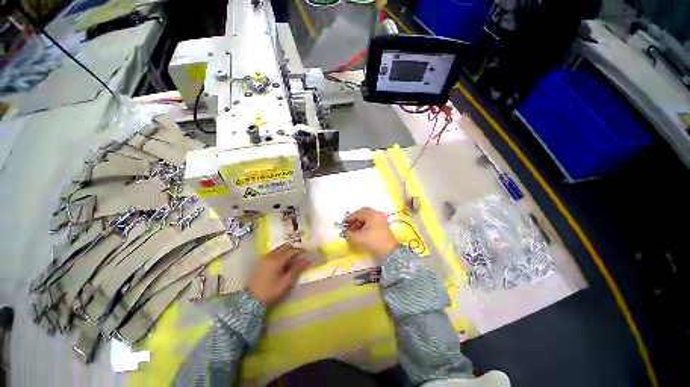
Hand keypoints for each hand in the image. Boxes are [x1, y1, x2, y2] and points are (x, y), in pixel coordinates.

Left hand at [247, 244, 309, 306]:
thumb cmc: (271, 292)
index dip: (300, 251)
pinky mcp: (261, 262)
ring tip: (292, 260)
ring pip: (279, 249)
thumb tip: (306, 260)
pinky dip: (281, 254)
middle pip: (285, 246)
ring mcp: (265, 258)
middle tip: (300, 256)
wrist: (251, 300)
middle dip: (293, 249)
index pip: (292, 250)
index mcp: (277, 260)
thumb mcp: (286, 282)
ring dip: (287, 251)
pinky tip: (283, 263)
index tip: (307, 253)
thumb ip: (297, 269)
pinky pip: (274, 253)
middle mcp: (270, 255)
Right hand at [344, 207, 397, 258]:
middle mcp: (377, 214)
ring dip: (360, 221)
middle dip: (355, 218)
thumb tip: (346, 231)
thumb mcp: (358, 238)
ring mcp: (382, 219)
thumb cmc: (373, 242)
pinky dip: (366, 224)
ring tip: (354, 229)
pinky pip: (372, 221)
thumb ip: (349, 233)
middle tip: (348, 224)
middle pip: (364, 213)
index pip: (358, 213)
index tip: (343, 223)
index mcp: (371, 214)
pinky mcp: (384, 225)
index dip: (349, 218)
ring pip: (368, 217)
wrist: (389, 252)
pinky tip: (361, 231)